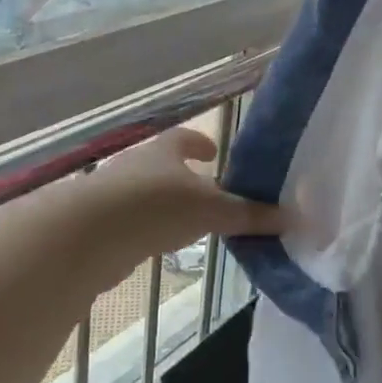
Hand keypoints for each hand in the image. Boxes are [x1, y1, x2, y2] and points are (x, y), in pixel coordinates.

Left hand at [86, 126, 283, 260]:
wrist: (89, 234)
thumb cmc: (157, 207)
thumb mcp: (211, 211)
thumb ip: (248, 215)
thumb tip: (292, 218)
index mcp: (165, 150)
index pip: (184, 138)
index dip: (199, 143)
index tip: (211, 152)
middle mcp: (138, 164)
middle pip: (163, 164)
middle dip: (183, 175)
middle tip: (207, 192)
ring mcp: (114, 192)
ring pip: (145, 192)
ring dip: (164, 203)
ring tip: (187, 222)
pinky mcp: (99, 223)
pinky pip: (131, 219)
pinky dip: (147, 227)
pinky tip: (158, 243)